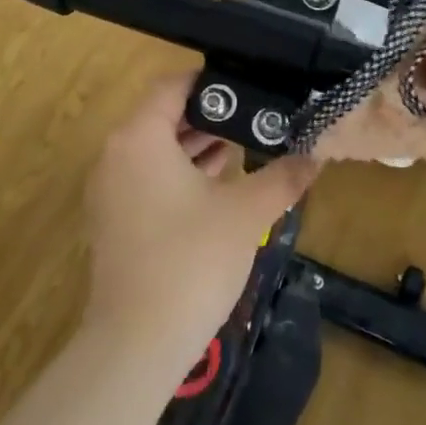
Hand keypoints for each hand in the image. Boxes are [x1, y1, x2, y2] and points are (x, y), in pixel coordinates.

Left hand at [81, 74, 319, 384]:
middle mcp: (115, 155)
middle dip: (209, 116)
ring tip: (244, 145)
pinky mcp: (113, 222)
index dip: (210, 82)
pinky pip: (147, 179)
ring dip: (195, 146)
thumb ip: (283, 177)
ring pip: (155, 150)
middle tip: (255, 116)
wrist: (137, 342)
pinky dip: (179, 174)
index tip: (248, 85)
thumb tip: (316, 155)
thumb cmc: (192, 260)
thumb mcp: (247, 213)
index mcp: (139, 138)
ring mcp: (109, 191)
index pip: (172, 86)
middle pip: (162, 117)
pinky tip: (218, 185)